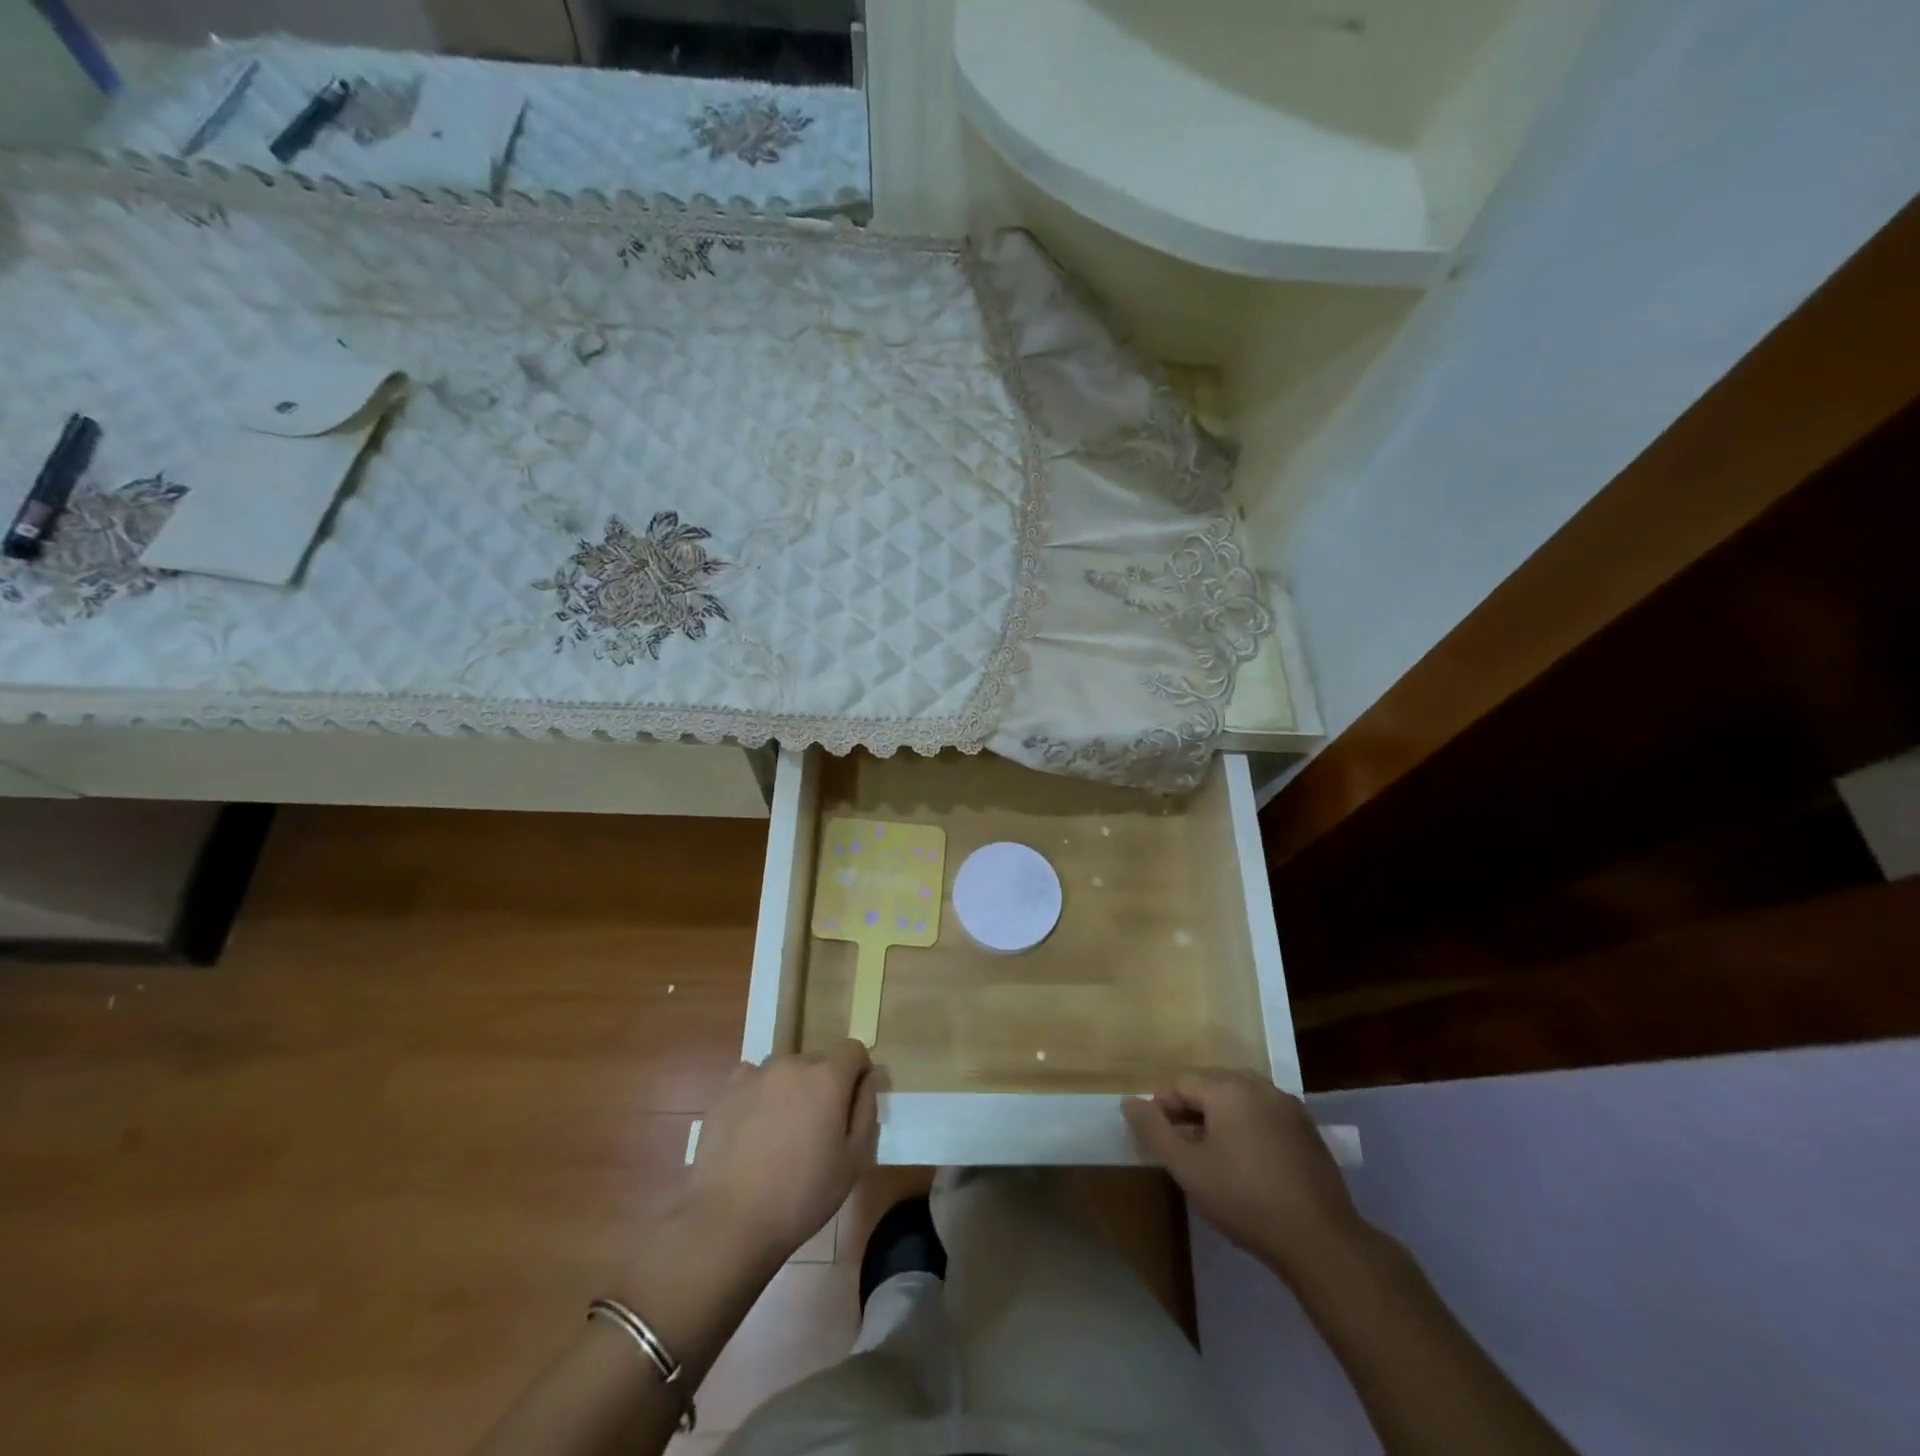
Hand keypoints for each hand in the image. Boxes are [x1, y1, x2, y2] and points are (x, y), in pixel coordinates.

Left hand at [686, 1041, 878, 1263]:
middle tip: (816, 1129)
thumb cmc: (801, 1195)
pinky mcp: (727, 1090)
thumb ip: (867, 1109)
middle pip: (818, 1061)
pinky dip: (760, 1095)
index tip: (852, 1105)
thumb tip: (872, 1075)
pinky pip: (754, 1080)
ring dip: (791, 1089)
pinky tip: (753, 1130)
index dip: (858, 1073)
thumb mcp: (853, 1160)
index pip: (853, 1050)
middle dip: (824, 1085)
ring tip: (781, 1133)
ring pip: (786, 1071)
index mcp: (828, 1077)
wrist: (729, 1220)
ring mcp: (756, 1074)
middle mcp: (793, 1064)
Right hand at [1123, 1071, 1363, 1280]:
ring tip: (1213, 1154)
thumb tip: (1128, 1101)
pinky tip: (1248, 1160)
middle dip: (1191, 1109)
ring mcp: (1287, 1104)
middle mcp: (1258, 1084)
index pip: (1181, 1082)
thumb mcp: (1188, 1169)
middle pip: (1210, 1083)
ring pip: (1238, 1096)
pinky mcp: (1307, 1126)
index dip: (1162, 1107)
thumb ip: (1154, 1131)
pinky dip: (1247, 1124)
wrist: (1320, 1240)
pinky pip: (1263, 1111)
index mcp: (1227, 1088)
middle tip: (1184, 1147)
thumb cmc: (1245, 1200)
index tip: (1160, 1140)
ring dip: (1219, 1115)